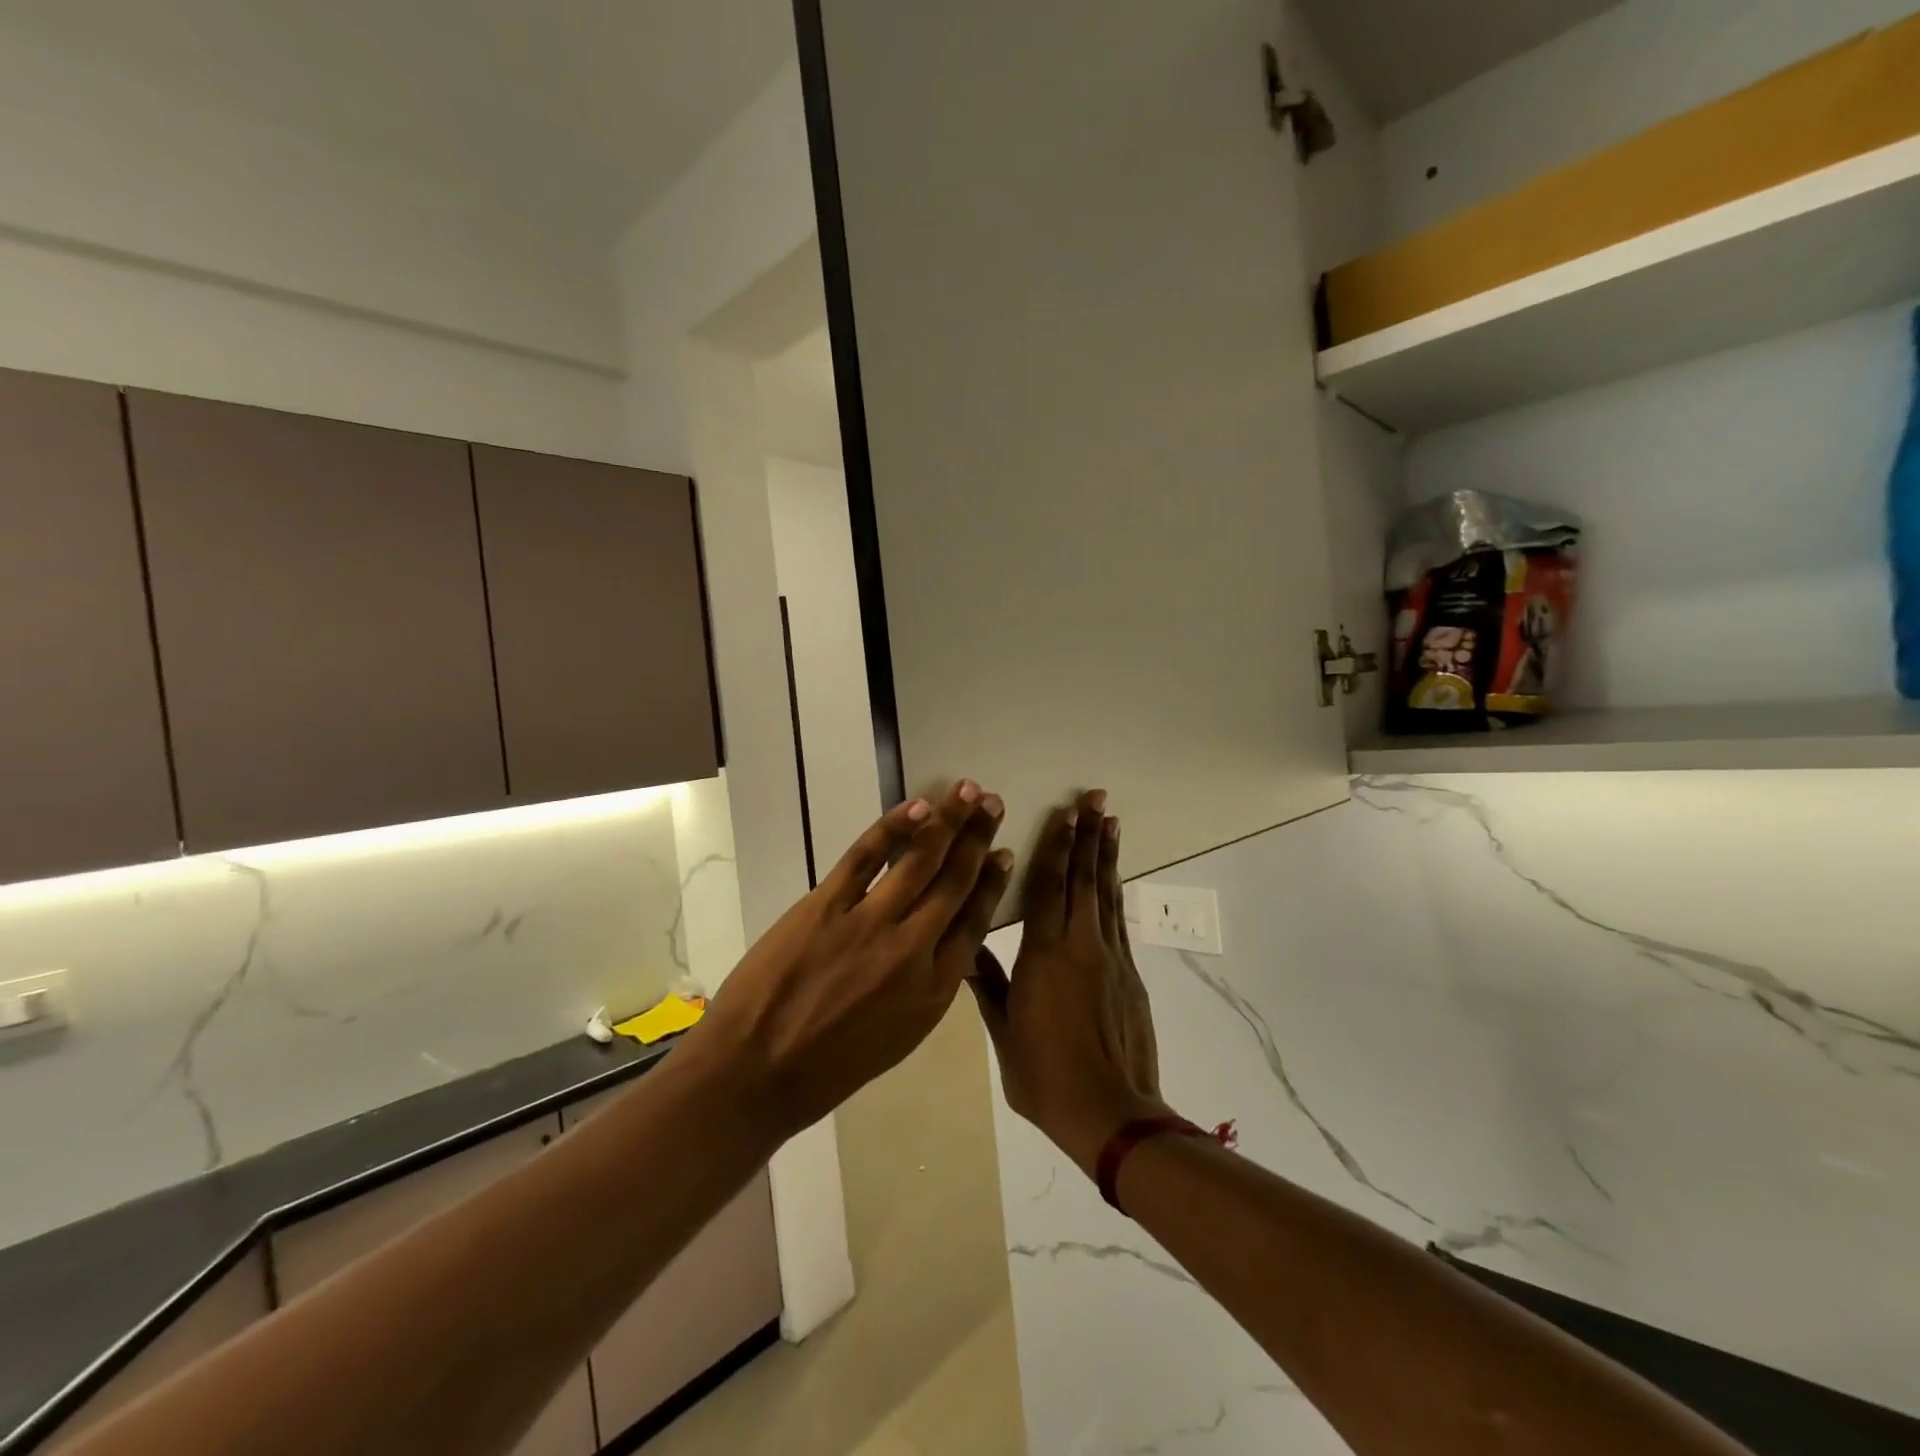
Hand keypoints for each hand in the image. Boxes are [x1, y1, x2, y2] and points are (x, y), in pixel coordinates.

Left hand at [694, 780, 1012, 1140]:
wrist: (756, 1074)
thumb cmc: (828, 1069)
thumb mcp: (898, 1037)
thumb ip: (927, 987)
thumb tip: (946, 944)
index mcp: (934, 989)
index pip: (975, 922)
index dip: (991, 882)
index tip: (1005, 854)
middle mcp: (912, 949)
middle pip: (954, 882)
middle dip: (978, 839)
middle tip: (993, 804)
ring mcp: (869, 923)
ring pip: (919, 861)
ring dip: (947, 821)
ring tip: (967, 793)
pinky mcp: (826, 905)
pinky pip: (866, 856)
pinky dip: (893, 828)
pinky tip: (915, 807)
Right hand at [971, 790, 1166, 1175]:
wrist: (1111, 1114)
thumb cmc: (1046, 1076)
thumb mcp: (1004, 1033)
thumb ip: (989, 985)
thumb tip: (965, 950)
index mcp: (1044, 954)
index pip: (1047, 886)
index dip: (1055, 846)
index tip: (1063, 813)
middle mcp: (1080, 944)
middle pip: (1083, 878)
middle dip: (1087, 835)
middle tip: (1095, 798)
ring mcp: (1110, 957)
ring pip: (1107, 894)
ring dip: (1106, 855)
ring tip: (1110, 821)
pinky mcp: (1129, 974)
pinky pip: (1119, 920)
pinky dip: (1116, 892)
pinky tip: (1114, 878)